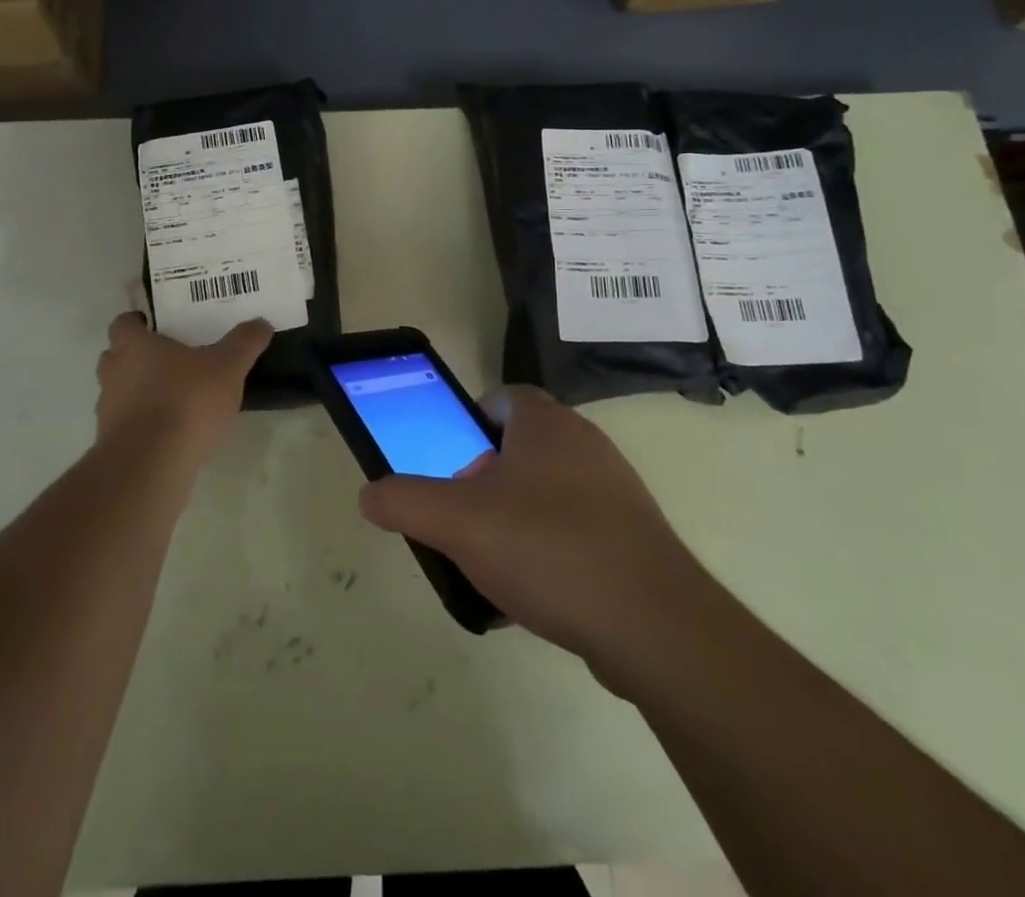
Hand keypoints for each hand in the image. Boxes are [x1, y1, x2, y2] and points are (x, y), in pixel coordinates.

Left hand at [94, 312, 271, 460]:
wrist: (151, 466)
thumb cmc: (186, 401)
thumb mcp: (228, 368)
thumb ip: (244, 343)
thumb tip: (261, 323)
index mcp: (134, 346)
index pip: (123, 324)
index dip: (137, 323)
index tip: (156, 326)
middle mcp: (114, 373)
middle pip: (115, 356)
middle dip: (136, 357)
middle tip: (168, 359)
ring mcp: (107, 410)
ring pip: (119, 392)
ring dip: (138, 392)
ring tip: (173, 398)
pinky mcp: (112, 443)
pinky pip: (126, 424)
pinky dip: (142, 424)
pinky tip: (170, 431)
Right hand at [358, 386, 702, 686]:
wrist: (655, 625)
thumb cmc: (549, 549)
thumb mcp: (458, 523)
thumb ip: (405, 501)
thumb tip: (369, 494)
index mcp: (546, 423)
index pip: (501, 398)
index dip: (468, 425)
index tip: (451, 467)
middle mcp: (585, 443)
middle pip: (519, 447)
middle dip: (485, 480)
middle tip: (464, 520)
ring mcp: (615, 489)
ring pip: (547, 491)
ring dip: (515, 519)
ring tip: (495, 564)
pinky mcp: (634, 535)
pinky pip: (576, 529)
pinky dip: (550, 551)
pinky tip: (536, 594)